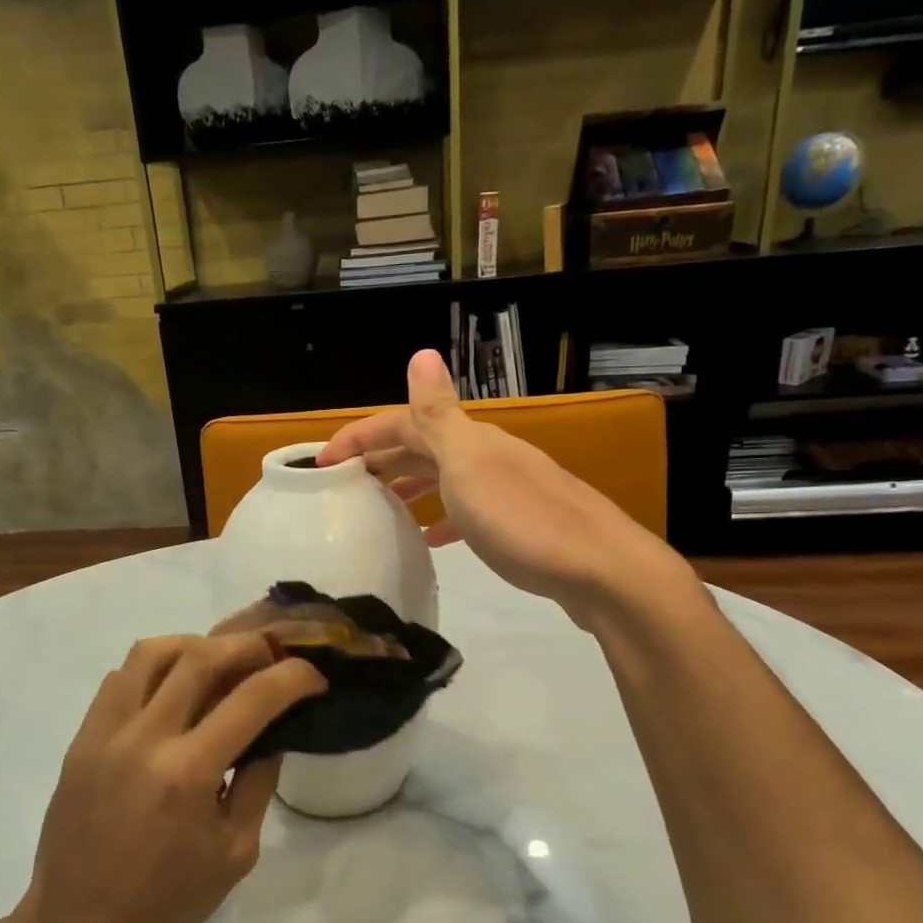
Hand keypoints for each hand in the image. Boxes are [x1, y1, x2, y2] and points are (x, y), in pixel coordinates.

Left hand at [23, 634, 326, 922]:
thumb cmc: (165, 903)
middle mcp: (144, 738)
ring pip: (151, 652)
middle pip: (200, 656)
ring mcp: (104, 733)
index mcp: (188, 773)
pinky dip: (154, 670)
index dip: (293, 677)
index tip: (313, 677)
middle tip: (271, 656)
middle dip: (248, 646)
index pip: (252, 699)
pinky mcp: (80, 740)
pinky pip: (119, 679)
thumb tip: (270, 734)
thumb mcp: (235, 853)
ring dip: (195, 645)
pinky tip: (172, 693)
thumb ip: (258, 783)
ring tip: (218, 664)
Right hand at [318, 350, 688, 628]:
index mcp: (470, 440)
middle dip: (379, 458)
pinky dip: (440, 517)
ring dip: (407, 484)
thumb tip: (421, 351)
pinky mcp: (518, 524)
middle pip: (423, 446)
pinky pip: (465, 511)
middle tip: (341, 485)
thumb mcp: (470, 465)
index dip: (359, 436)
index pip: (404, 422)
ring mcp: (505, 489)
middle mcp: (487, 455)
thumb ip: (440, 415)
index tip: (319, 463)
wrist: (602, 571)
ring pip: (443, 478)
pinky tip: (429, 538)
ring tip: (376, 506)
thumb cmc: (524, 520)